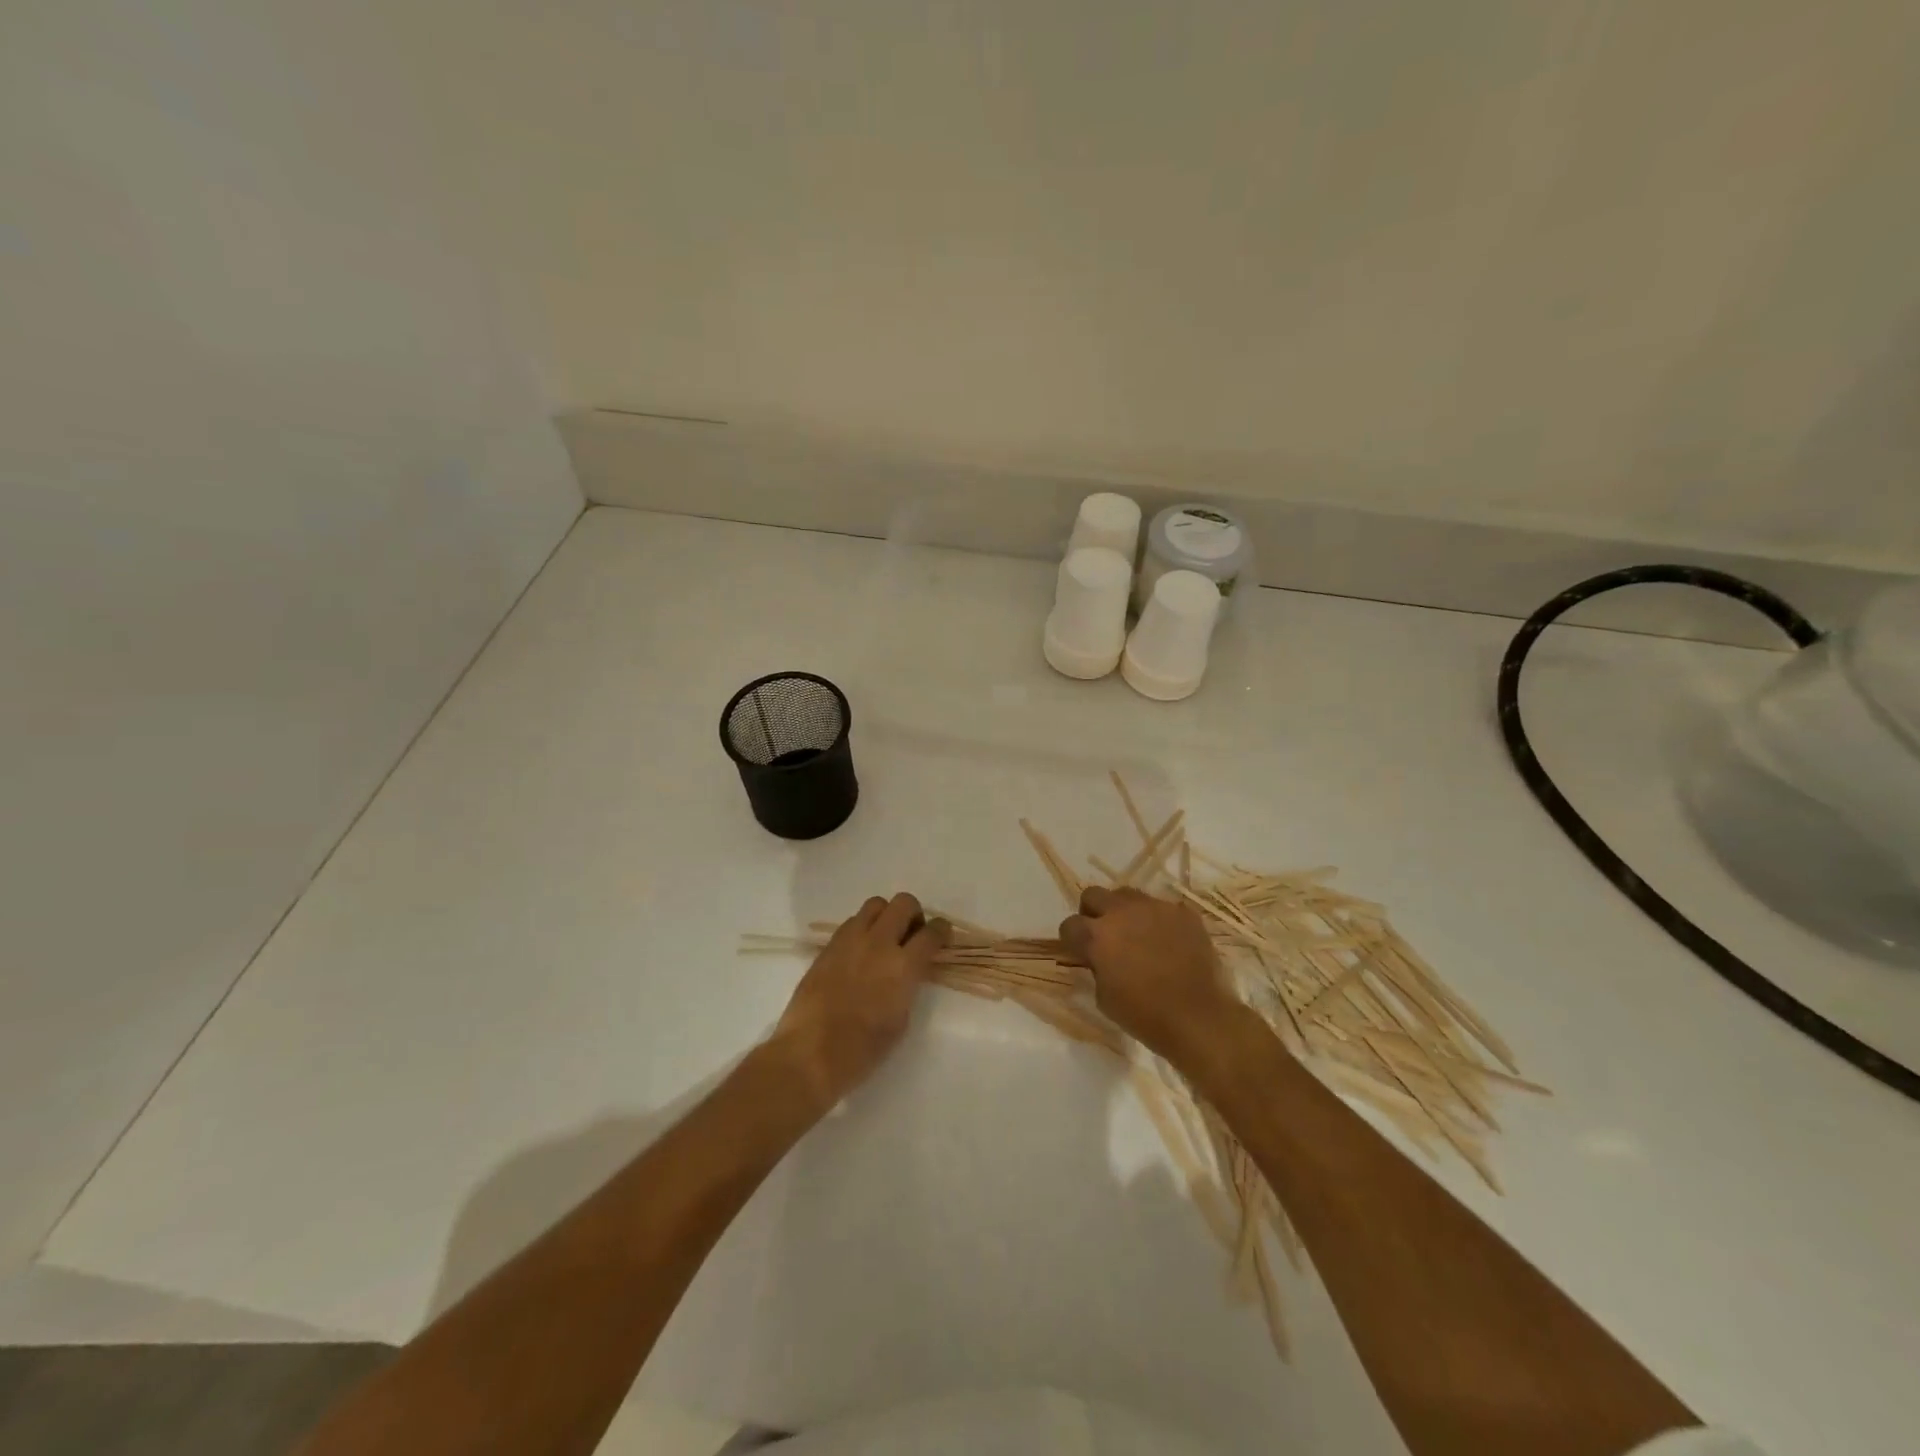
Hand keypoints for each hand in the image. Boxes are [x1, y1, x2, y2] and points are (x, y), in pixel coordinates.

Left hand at [773, 893, 946, 1107]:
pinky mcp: (828, 946)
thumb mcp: (900, 1020)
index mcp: (902, 967)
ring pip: (875, 904)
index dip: (942, 930)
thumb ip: (908, 986)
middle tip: (911, 935)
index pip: (931, 933)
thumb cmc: (862, 1050)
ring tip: (884, 939)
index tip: (942, 934)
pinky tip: (860, 952)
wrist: (809, 1054)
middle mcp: (878, 943)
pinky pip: (852, 922)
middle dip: (914, 914)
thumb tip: (907, 971)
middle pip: (903, 903)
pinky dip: (863, 928)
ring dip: (886, 916)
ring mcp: (850, 941)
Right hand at [1060, 886, 1242, 1061]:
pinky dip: (1158, 921)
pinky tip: (1169, 943)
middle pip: (1093, 894)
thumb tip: (1100, 958)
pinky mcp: (1182, 912)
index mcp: (1097, 936)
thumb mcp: (1104, 998)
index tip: (1080, 951)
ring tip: (1137, 935)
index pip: (1069, 924)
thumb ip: (1096, 968)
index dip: (1072, 939)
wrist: (1200, 1018)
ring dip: (1124, 911)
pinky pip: (1162, 908)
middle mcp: (1122, 912)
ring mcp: (1155, 908)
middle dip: (1093, 913)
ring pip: (1127, 895)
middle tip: (1104, 935)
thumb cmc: (1146, 1015)